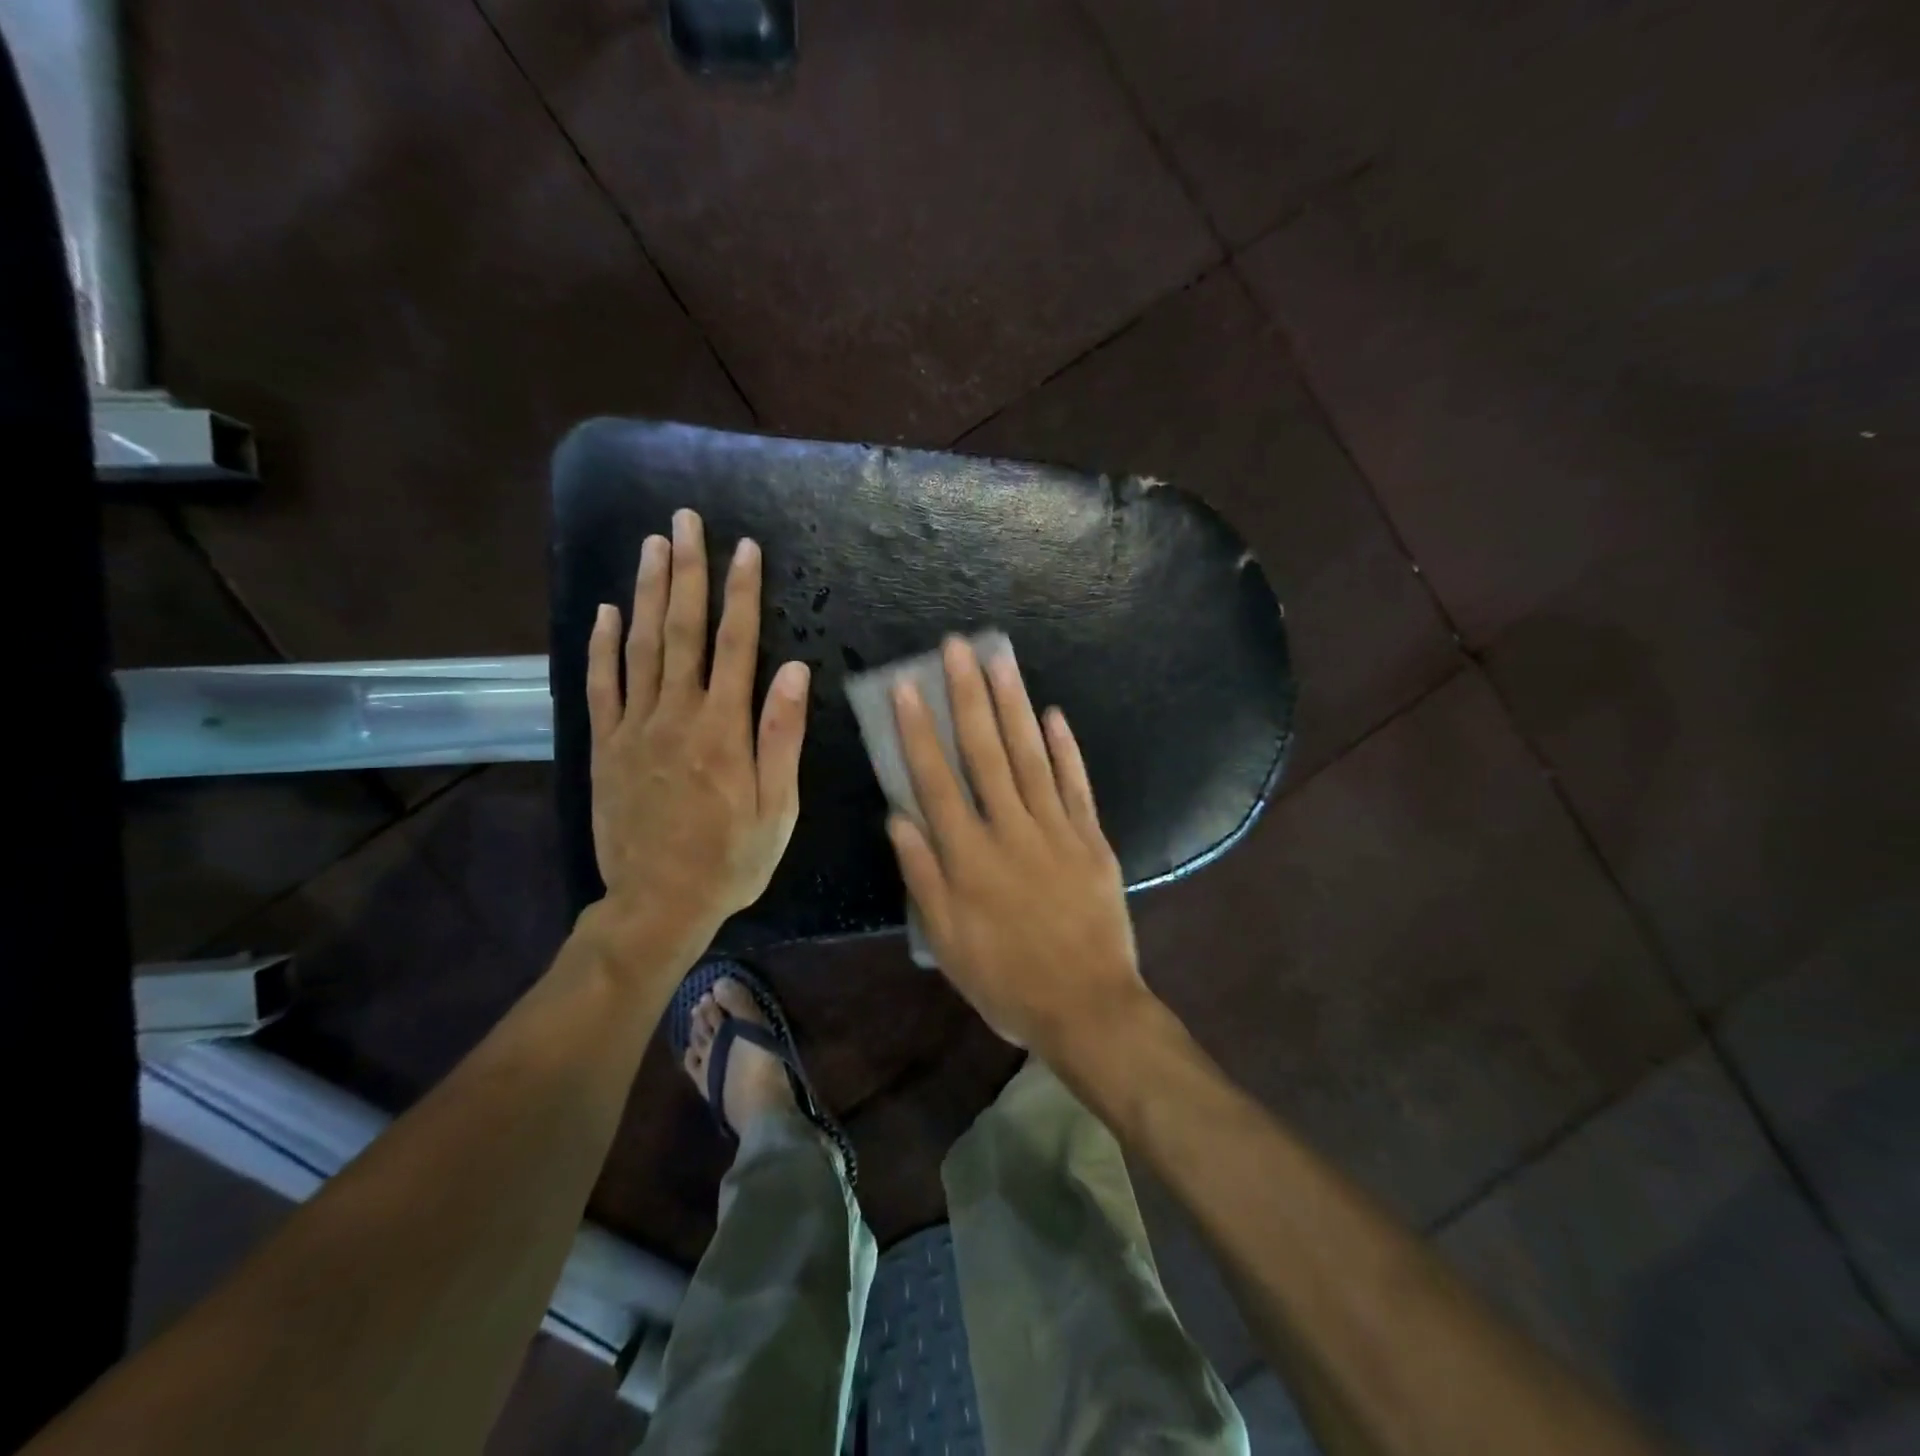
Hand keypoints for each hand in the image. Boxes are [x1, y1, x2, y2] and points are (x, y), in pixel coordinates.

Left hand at [586, 509, 808, 960]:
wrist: (658, 904)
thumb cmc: (732, 858)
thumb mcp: (778, 807)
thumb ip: (783, 736)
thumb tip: (795, 670)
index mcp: (723, 729)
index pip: (735, 644)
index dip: (740, 593)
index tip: (745, 548)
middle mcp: (676, 715)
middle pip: (681, 630)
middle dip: (687, 571)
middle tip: (686, 521)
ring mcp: (634, 728)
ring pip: (640, 646)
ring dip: (646, 591)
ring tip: (653, 544)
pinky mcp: (605, 747)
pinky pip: (600, 686)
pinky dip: (601, 645)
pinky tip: (606, 611)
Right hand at [886, 637, 1148, 1053]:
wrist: (1087, 1006)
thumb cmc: (1006, 980)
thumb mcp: (947, 941)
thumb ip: (923, 875)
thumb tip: (899, 817)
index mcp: (969, 856)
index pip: (936, 780)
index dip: (919, 732)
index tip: (908, 688)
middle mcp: (1011, 830)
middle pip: (985, 752)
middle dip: (968, 696)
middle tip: (956, 648)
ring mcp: (1057, 830)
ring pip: (1030, 756)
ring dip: (1014, 705)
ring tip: (1000, 660)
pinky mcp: (1092, 838)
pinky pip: (1076, 784)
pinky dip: (1065, 748)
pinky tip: (1053, 714)